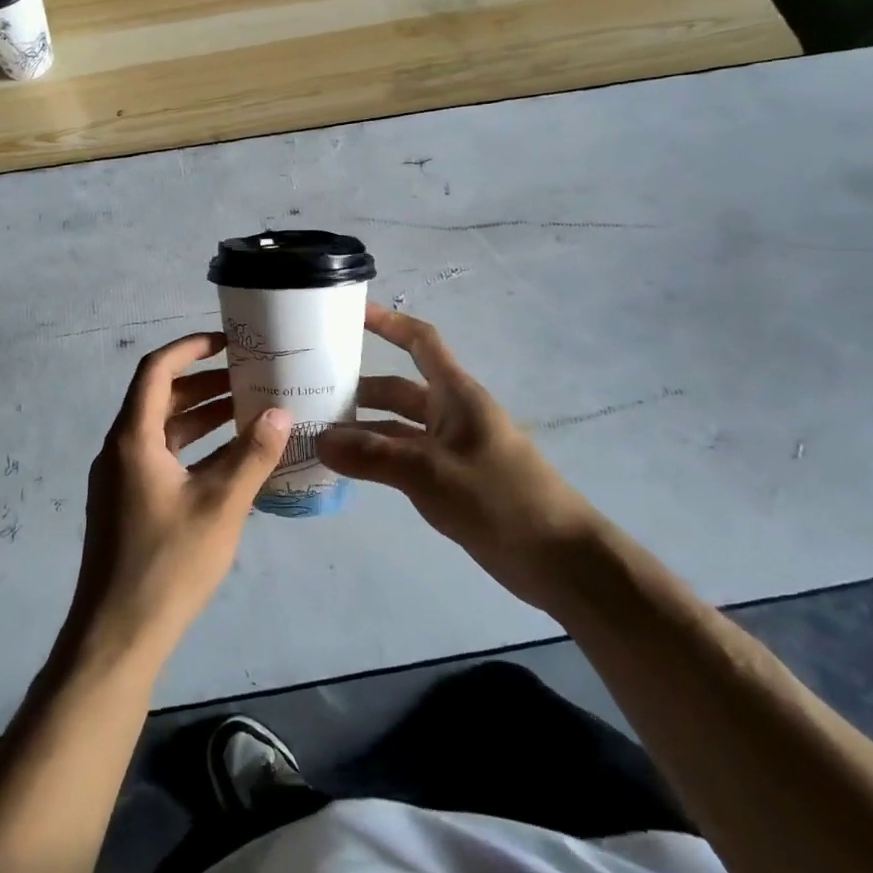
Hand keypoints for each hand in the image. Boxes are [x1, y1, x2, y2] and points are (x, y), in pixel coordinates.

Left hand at [66, 333, 291, 665]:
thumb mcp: (221, 506)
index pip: (156, 370)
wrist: (117, 636)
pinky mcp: (127, 504)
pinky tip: (229, 460)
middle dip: (203, 383)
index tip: (226, 341)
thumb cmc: (168, 564)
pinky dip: (193, 448)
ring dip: (200, 416)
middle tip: (248, 377)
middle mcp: (121, 450)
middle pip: (160, 398)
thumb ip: (252, 455)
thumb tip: (281, 411)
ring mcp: (121, 479)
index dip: (190, 348)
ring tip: (246, 411)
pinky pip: (161, 458)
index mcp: (133, 438)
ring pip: (162, 430)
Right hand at [318, 304, 597, 606]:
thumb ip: (374, 456)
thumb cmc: (501, 499)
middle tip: (312, 390)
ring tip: (318, 434)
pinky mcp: (450, 480)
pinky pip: (404, 457)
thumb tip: (320, 439)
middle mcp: (451, 413)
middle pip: (399, 388)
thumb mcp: (432, 473)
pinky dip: (376, 458)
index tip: (350, 313)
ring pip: (398, 427)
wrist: (559, 559)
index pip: (420, 342)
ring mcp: (451, 448)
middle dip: (360, 387)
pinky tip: (347, 469)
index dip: (388, 322)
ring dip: (363, 428)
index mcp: (456, 394)